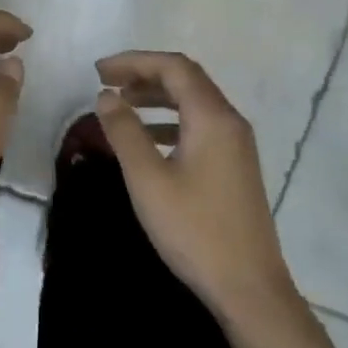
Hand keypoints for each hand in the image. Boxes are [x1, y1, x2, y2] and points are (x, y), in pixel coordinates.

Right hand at [94, 51, 300, 325]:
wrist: (248, 287)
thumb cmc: (194, 230)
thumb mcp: (148, 180)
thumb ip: (125, 132)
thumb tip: (106, 96)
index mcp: (212, 118)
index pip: (174, 67)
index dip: (134, 61)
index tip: (99, 71)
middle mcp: (230, 122)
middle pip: (187, 80)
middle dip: (145, 74)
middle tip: (106, 82)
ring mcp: (237, 145)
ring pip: (194, 103)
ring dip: (157, 97)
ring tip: (122, 104)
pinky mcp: (236, 166)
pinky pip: (201, 126)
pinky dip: (171, 121)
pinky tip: (149, 139)